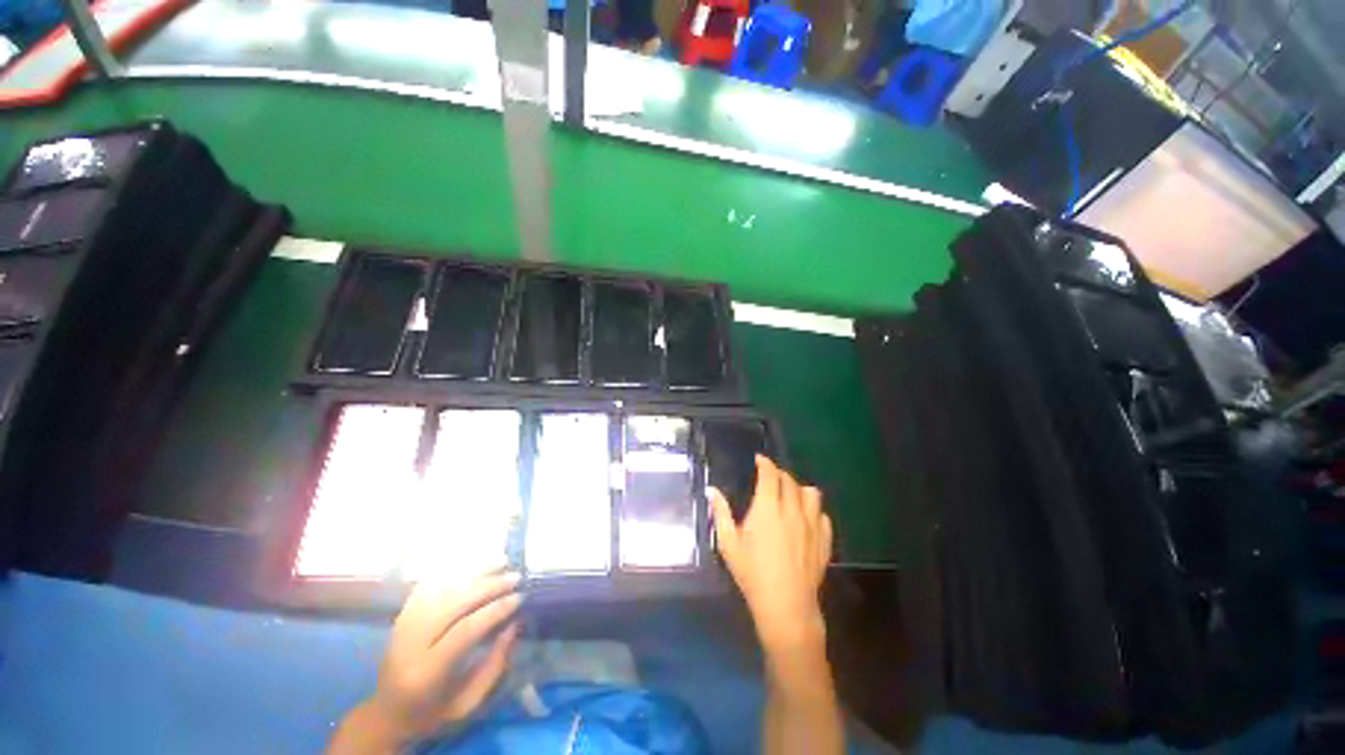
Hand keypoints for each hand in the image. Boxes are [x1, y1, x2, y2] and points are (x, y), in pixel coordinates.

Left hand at [332, 572, 521, 751]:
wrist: (387, 713)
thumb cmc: (434, 712)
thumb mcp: (468, 702)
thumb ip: (494, 666)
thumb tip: (514, 624)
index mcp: (426, 673)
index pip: (464, 631)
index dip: (494, 610)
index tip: (520, 597)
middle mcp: (410, 644)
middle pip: (453, 603)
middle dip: (489, 586)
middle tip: (516, 577)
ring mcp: (403, 625)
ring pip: (442, 588)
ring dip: (475, 571)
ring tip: (502, 561)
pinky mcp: (401, 615)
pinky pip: (428, 585)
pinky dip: (454, 570)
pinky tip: (474, 564)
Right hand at [710, 456, 832, 652]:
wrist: (785, 605)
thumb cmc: (752, 573)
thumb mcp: (729, 544)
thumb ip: (720, 513)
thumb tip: (711, 490)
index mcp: (768, 508)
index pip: (770, 474)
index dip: (765, 463)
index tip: (759, 460)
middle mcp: (792, 510)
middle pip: (790, 480)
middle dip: (779, 474)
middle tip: (769, 478)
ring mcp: (812, 524)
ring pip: (811, 492)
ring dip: (799, 489)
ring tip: (789, 495)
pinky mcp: (824, 539)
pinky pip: (822, 514)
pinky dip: (813, 510)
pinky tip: (804, 518)